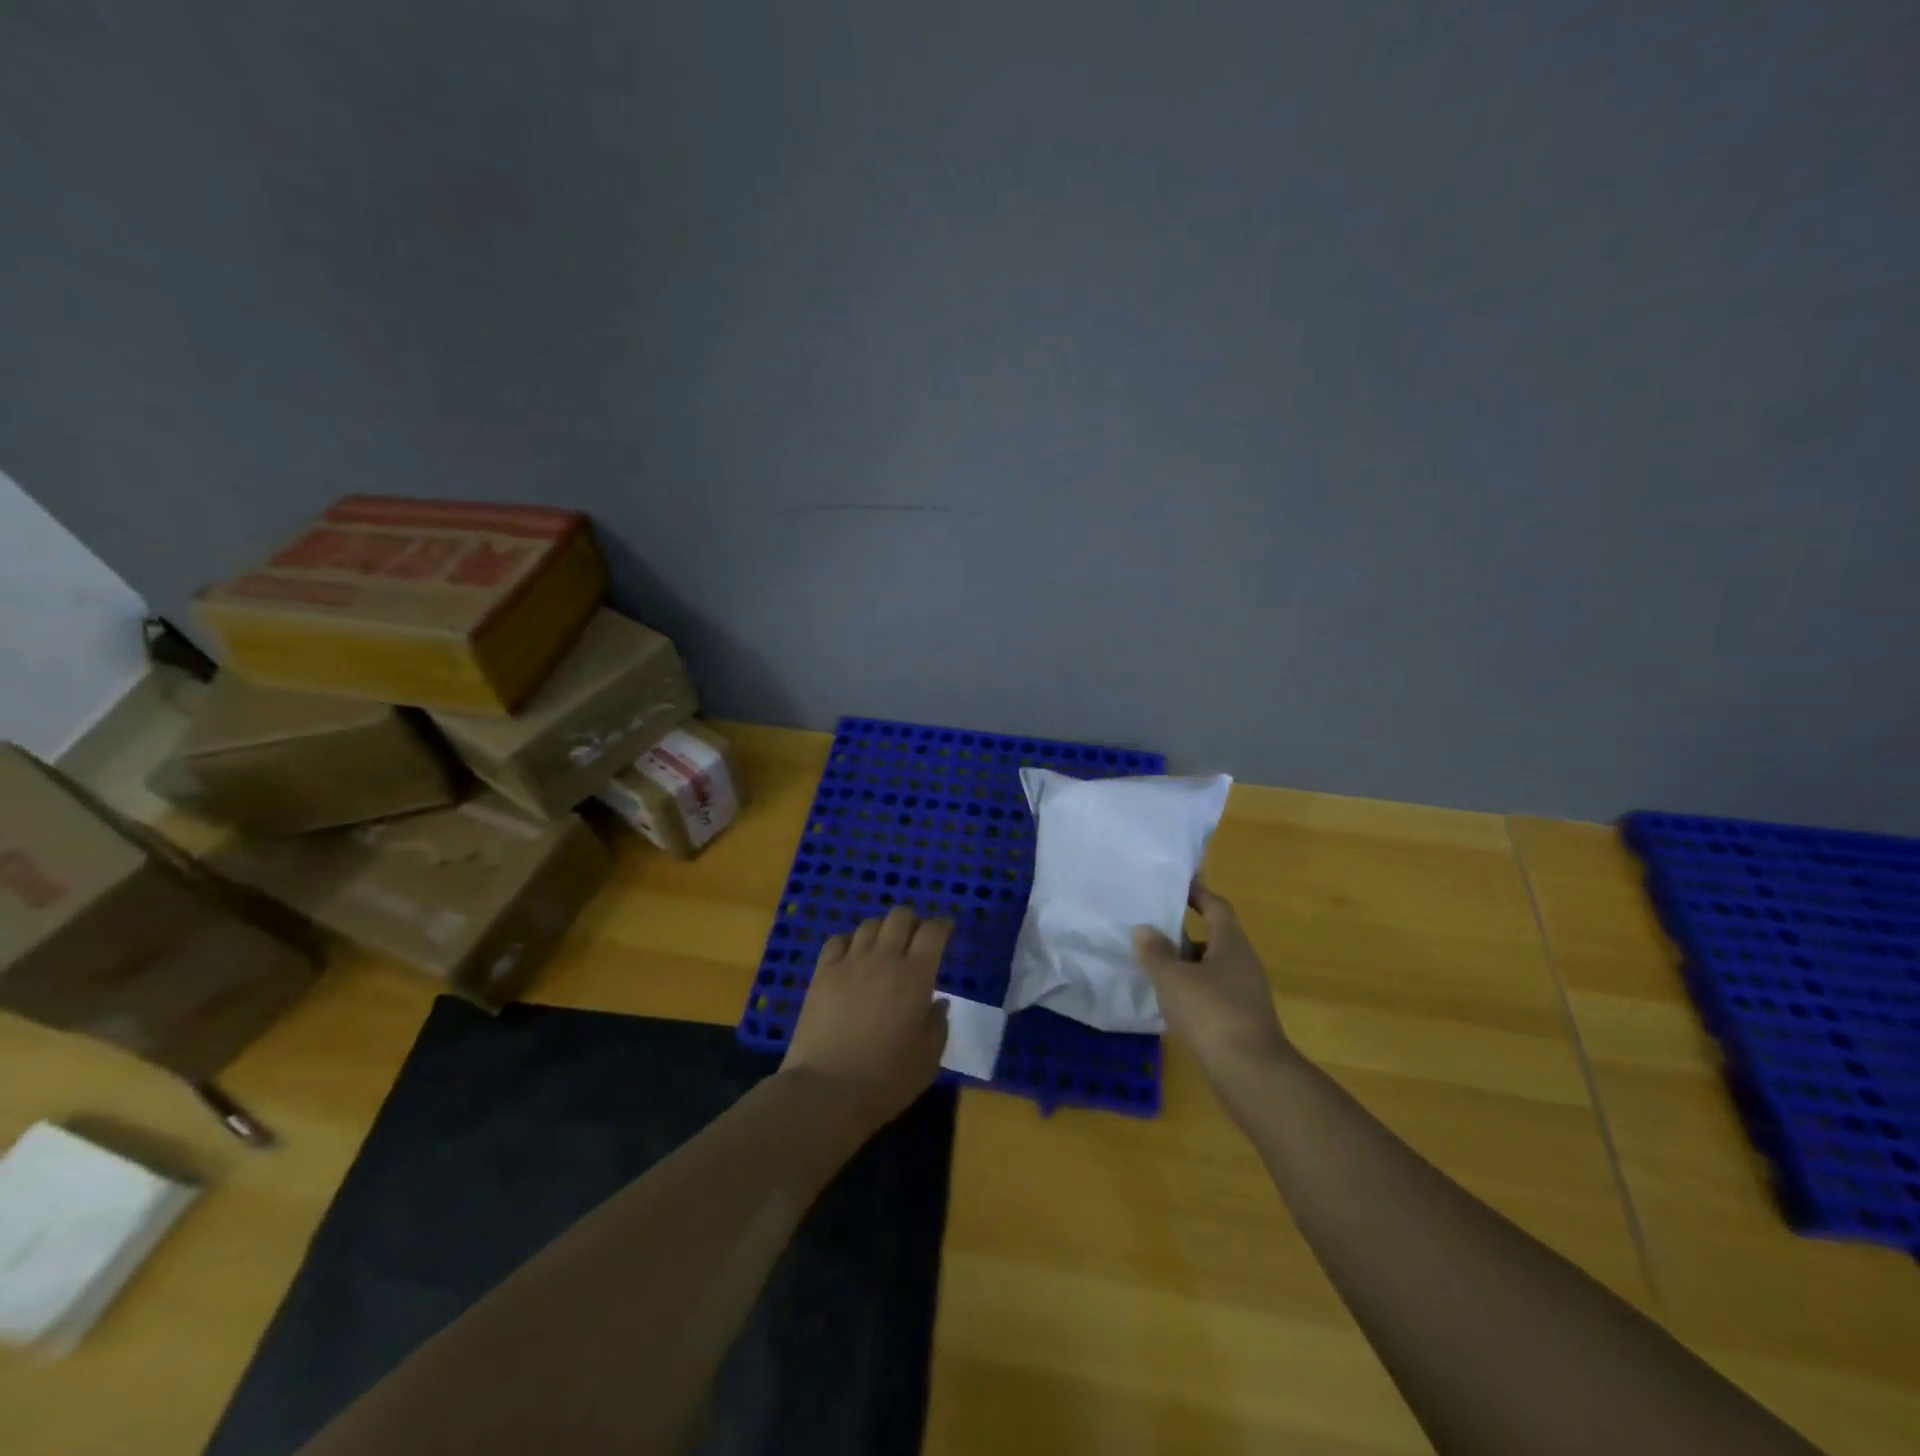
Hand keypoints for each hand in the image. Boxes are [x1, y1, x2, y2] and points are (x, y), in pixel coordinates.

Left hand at [781, 906, 951, 1132]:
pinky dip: (850, 942)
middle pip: (900, 916)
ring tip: (883, 948)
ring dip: (882, 930)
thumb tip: (937, 1003)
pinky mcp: (822, 973)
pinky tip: (852, 957)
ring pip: (869, 925)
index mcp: (916, 976)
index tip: (946, 930)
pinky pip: (837, 940)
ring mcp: (850, 963)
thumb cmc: (886, 1079)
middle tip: (915, 940)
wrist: (826, 1091)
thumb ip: (938, 1025)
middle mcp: (884, 959)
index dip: (942, 925)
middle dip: (912, 921)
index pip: (933, 931)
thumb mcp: (929, 1059)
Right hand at [1133, 882, 1289, 1078]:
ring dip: (1184, 964)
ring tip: (1151, 963)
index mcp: (1231, 943)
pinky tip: (1167, 1000)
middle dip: (1182, 931)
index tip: (1175, 884)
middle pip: (1212, 937)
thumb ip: (1155, 952)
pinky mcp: (1240, 1020)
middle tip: (1150, 925)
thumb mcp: (1173, 978)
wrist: (1250, 1073)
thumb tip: (1144, 929)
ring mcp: (1244, 993)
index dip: (1196, 893)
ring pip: (1210, 968)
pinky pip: (1211, 993)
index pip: (1215, 906)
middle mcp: (1242, 963)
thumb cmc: (1212, 1012)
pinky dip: (1190, 990)